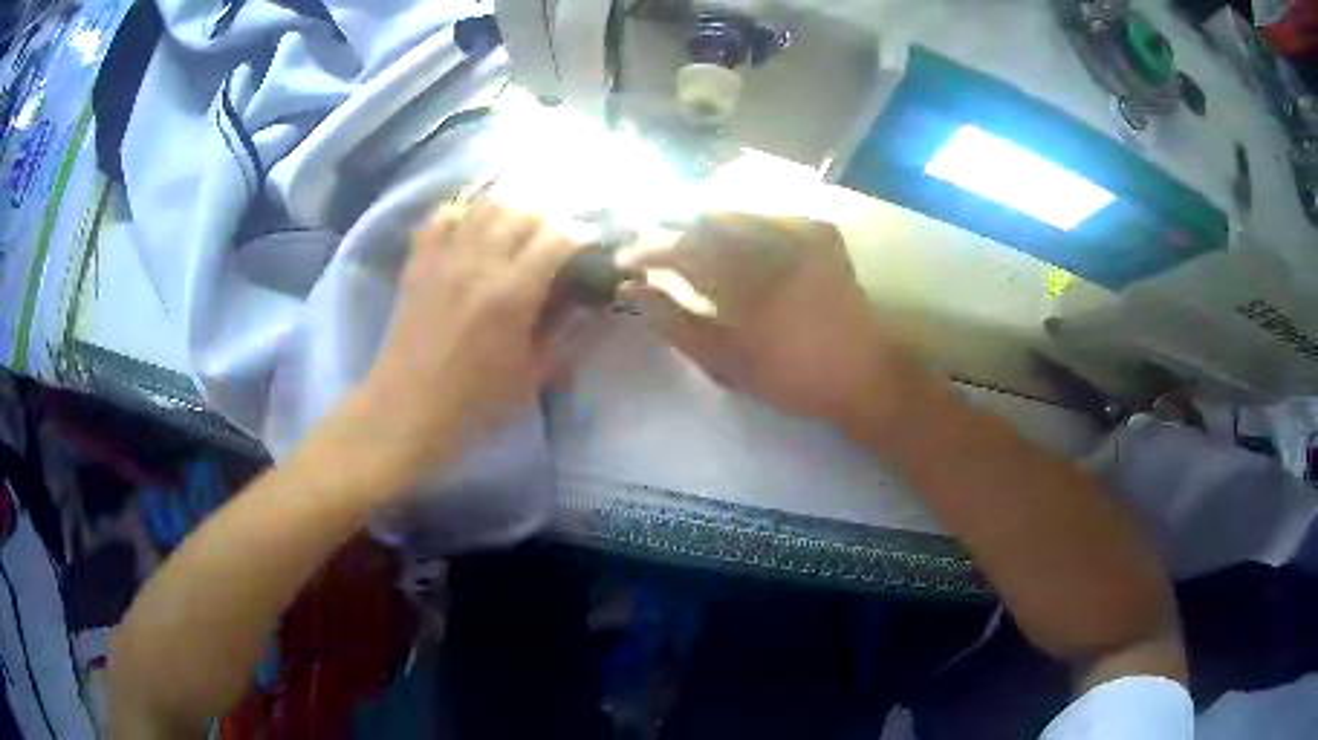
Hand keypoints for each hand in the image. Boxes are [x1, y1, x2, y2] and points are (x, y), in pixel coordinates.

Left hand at [353, 201, 589, 473]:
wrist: (407, 411)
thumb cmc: (475, 403)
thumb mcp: (533, 376)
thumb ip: (566, 332)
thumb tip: (589, 299)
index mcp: (512, 294)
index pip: (558, 238)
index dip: (582, 235)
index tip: (591, 245)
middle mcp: (479, 262)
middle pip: (524, 211)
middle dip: (551, 219)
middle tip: (559, 238)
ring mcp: (444, 257)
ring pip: (485, 206)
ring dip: (512, 209)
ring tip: (521, 228)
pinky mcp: (418, 261)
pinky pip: (442, 216)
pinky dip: (465, 211)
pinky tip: (475, 225)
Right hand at [621, 214, 911, 430]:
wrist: (861, 373)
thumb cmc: (789, 376)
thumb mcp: (724, 360)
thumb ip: (674, 322)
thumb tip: (631, 291)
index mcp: (745, 278)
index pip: (681, 249)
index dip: (648, 250)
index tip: (626, 260)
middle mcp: (772, 242)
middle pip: (705, 222)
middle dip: (673, 231)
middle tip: (654, 249)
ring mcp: (801, 231)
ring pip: (736, 214)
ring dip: (705, 226)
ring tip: (687, 243)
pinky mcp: (820, 231)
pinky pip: (767, 215)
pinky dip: (743, 225)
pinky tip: (734, 241)